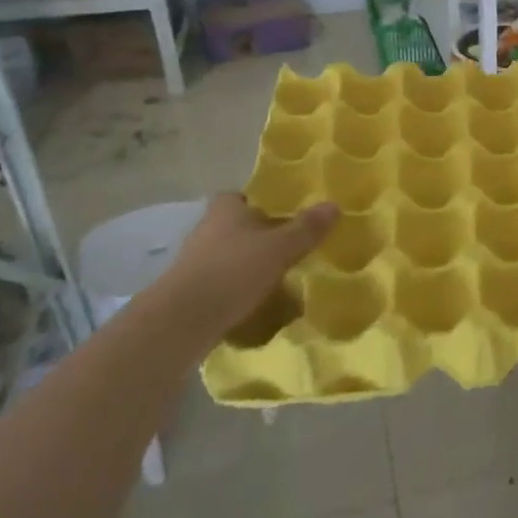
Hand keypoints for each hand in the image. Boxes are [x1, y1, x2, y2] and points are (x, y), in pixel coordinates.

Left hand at [155, 193, 336, 326]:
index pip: (237, 196)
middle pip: (232, 226)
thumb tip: (334, 205)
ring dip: (244, 264)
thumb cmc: (233, 271)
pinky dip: (233, 289)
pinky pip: (217, 283)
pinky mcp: (188, 292)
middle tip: (283, 247)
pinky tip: (253, 303)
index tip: (278, 214)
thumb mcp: (279, 248)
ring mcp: (193, 262)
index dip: (255, 203)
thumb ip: (306, 228)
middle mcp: (206, 230)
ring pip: (225, 255)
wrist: (182, 320)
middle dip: (254, 235)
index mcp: (225, 211)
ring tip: (273, 278)